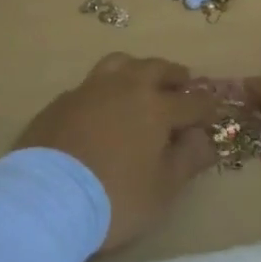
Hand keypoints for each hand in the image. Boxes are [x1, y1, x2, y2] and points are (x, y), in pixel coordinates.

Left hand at [14, 53, 222, 250]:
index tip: (213, 112)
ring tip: (142, 82)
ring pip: (120, 63)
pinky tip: (102, 106)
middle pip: (156, 68)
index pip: (191, 101)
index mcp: (155, 106)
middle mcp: (125, 87)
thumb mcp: (163, 189)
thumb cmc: (115, 197)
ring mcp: (89, 89)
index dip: (206, 107)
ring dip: (137, 69)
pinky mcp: (62, 101)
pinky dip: (105, 89)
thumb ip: (188, 159)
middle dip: (174, 76)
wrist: (46, 198)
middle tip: (182, 84)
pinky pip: (91, 84)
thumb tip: (204, 138)